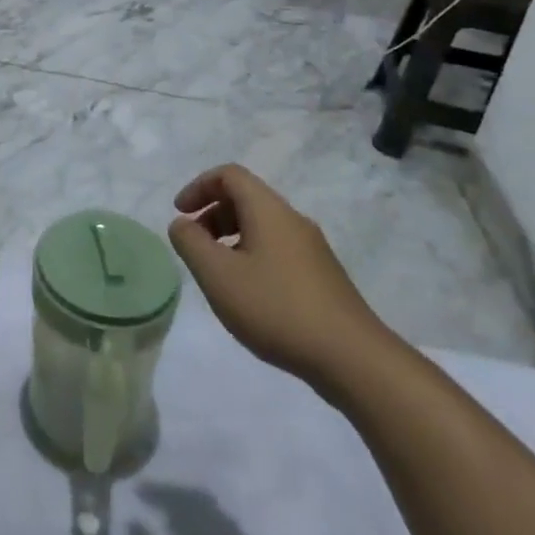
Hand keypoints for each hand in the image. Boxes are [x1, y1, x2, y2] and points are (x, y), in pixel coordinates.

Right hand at [167, 164, 391, 390]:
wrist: (353, 359)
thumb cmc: (276, 308)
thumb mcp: (218, 275)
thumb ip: (190, 243)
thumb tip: (182, 224)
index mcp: (269, 210)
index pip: (229, 175)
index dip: (199, 186)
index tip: (180, 214)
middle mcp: (293, 220)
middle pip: (246, 198)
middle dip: (212, 214)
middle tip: (194, 245)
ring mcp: (312, 249)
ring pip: (262, 226)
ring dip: (230, 237)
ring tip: (217, 272)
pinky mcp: (322, 276)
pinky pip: (277, 249)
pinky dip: (251, 256)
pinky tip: (248, 294)